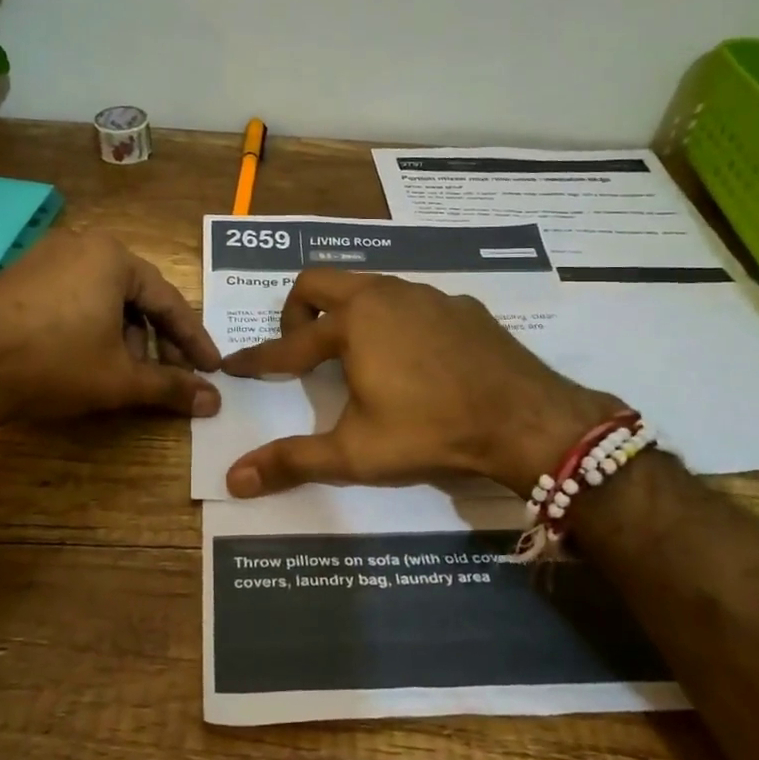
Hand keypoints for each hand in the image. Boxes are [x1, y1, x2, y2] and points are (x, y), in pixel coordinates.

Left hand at [0, 231, 220, 429]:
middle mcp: (83, 244)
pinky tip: (88, 356)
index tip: (212, 369)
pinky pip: (74, 297)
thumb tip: (215, 402)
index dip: (193, 341)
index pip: (169, 302)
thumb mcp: (120, 379)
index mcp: (114, 257)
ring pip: (104, 297)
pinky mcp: (20, 276)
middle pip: (136, 296)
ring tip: (126, 371)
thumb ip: (171, 387)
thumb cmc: (55, 363)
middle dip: (156, 339)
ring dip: (124, 335)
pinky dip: (91, 325)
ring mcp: (46, 256)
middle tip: (169, 373)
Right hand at [219, 270, 621, 496]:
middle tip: (299, 350)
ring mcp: (426, 294)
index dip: (256, 359)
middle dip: (296, 310)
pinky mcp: (460, 305)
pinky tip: (412, 356)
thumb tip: (233, 479)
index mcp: (351, 324)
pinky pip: (410, 300)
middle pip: (318, 280)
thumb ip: (292, 461)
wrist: (525, 419)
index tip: (234, 365)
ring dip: (346, 310)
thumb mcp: (355, 453)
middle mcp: (383, 295)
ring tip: (353, 352)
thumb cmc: (430, 432)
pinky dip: (393, 319)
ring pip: (367, 284)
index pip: (287, 344)